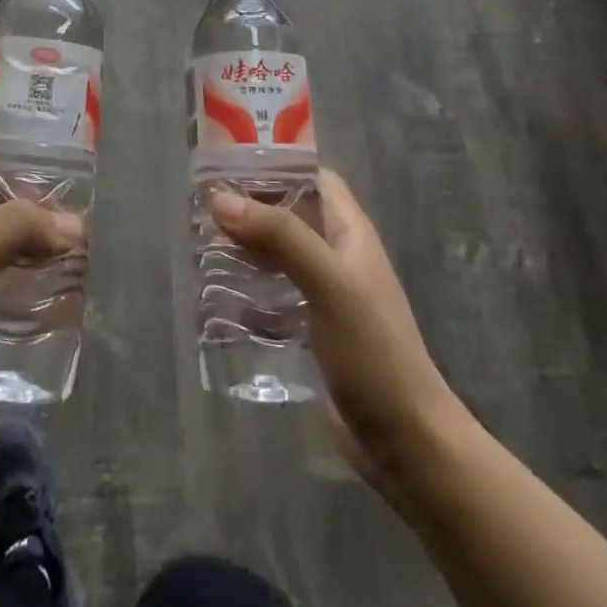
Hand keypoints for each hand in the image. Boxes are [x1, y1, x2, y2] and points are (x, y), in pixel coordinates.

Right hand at [212, 170, 460, 496]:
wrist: (405, 441)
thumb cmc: (372, 350)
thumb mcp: (328, 283)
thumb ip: (279, 236)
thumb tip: (220, 198)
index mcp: (349, 233)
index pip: (313, 178)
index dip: (275, 165)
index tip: (228, 165)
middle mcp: (337, 256)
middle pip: (289, 214)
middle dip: (249, 208)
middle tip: (201, 207)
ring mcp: (325, 295)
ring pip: (278, 255)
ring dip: (244, 248)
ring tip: (200, 245)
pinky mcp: (311, 330)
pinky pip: (273, 295)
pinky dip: (248, 289)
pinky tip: (218, 296)